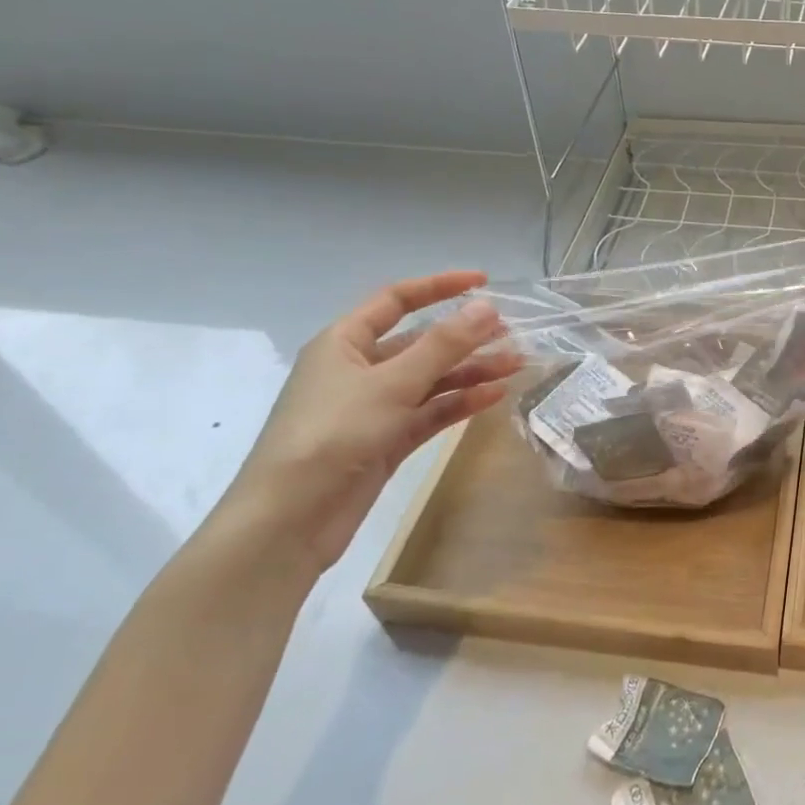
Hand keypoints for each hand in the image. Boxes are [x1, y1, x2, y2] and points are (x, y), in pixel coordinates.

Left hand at [214, 271, 520, 573]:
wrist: (289, 522)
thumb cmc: (332, 435)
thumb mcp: (392, 383)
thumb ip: (443, 345)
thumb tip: (487, 307)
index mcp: (344, 343)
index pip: (397, 301)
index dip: (440, 287)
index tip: (484, 283)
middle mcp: (359, 370)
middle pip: (421, 342)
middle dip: (466, 337)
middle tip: (512, 334)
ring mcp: (373, 408)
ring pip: (431, 379)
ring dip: (471, 371)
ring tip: (516, 365)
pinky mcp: (386, 441)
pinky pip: (430, 412)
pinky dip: (460, 403)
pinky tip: (494, 397)